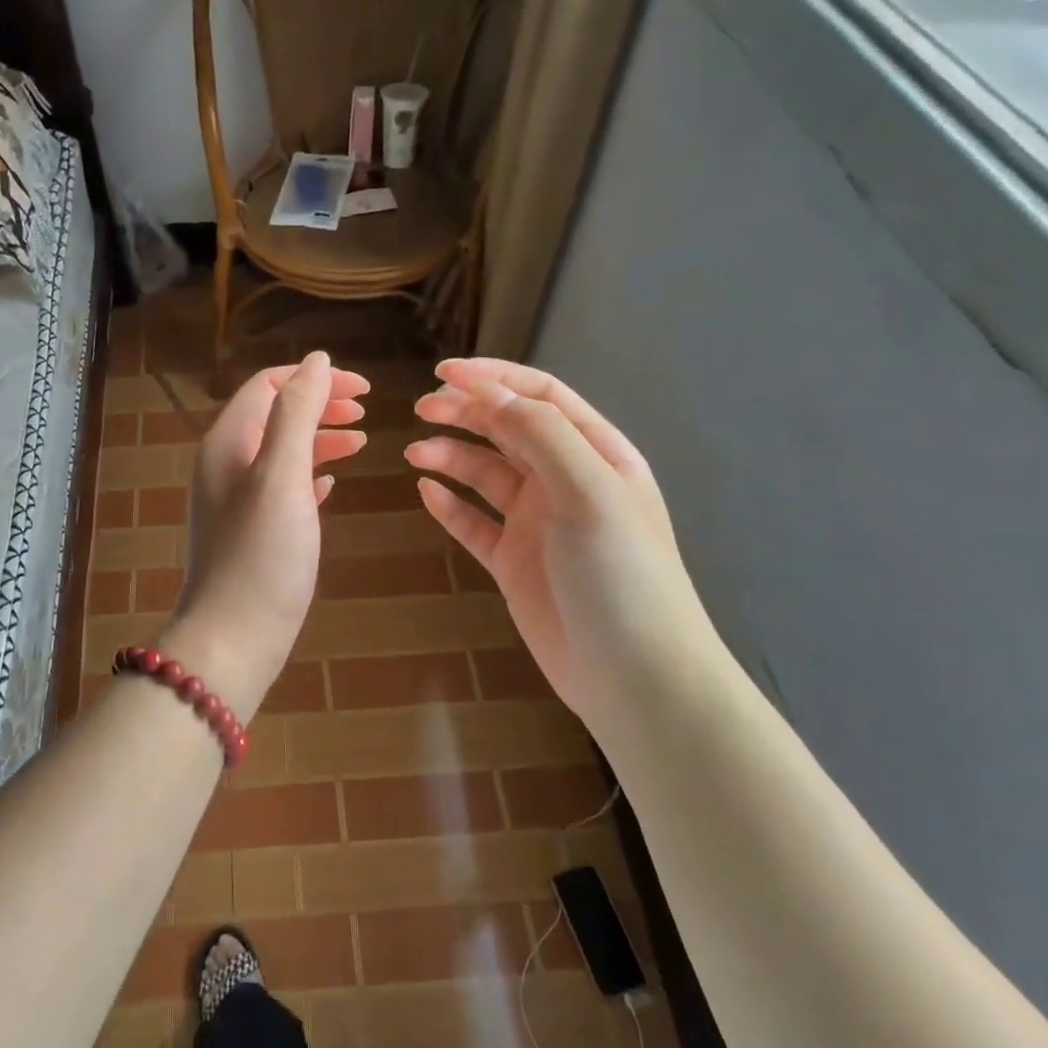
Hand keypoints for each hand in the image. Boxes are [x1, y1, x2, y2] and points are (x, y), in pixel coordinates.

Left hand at [162, 352, 369, 719]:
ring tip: (361, 443)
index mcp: (228, 442)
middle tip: (366, 411)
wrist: (234, 638)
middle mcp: (226, 464)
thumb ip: (296, 414)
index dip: (315, 378)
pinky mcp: (251, 532)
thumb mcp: (282, 475)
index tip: (365, 388)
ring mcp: (237, 500)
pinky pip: (283, 487)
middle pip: (275, 414)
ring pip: (281, 451)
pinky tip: (333, 484)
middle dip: (320, 405)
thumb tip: (316, 361)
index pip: (269, 385)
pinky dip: (311, 475)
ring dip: (320, 439)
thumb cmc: (261, 555)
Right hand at [406, 359, 727, 739]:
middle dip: (466, 412)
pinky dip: (450, 506)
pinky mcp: (514, 562)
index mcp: (596, 455)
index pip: (541, 397)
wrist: (634, 675)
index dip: (494, 378)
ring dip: (451, 457)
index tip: (444, 373)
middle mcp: (566, 482)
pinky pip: (474, 523)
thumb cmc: (621, 574)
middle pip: (508, 430)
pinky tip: (426, 494)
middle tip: (421, 410)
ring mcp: (538, 524)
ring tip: (414, 453)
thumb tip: (490, 392)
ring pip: (486, 475)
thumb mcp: (589, 492)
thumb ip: (541, 435)